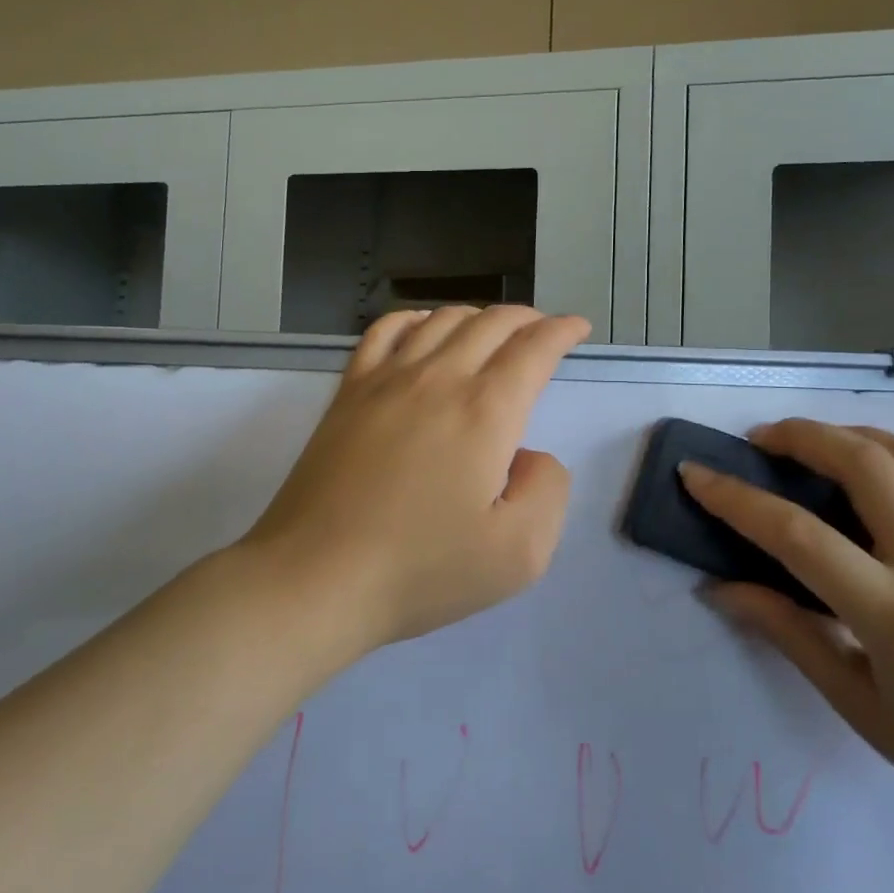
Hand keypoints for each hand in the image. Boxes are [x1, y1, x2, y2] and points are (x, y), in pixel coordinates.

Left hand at [244, 305, 589, 651]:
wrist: (317, 576)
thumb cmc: (421, 570)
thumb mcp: (519, 554)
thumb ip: (547, 491)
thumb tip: (529, 456)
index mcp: (486, 412)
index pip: (533, 349)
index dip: (561, 331)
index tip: (576, 328)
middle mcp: (439, 379)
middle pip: (490, 323)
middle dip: (526, 318)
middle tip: (542, 330)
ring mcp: (387, 379)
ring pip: (441, 319)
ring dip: (477, 315)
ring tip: (491, 330)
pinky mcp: (349, 392)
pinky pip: (384, 332)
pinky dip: (414, 318)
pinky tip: (421, 328)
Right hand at [682, 420, 893, 859]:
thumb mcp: (860, 708)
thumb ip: (788, 633)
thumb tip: (721, 588)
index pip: (797, 534)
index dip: (735, 498)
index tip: (694, 473)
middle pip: (863, 464)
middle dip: (799, 436)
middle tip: (758, 441)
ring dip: (849, 434)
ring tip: (811, 443)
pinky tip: (872, 470)